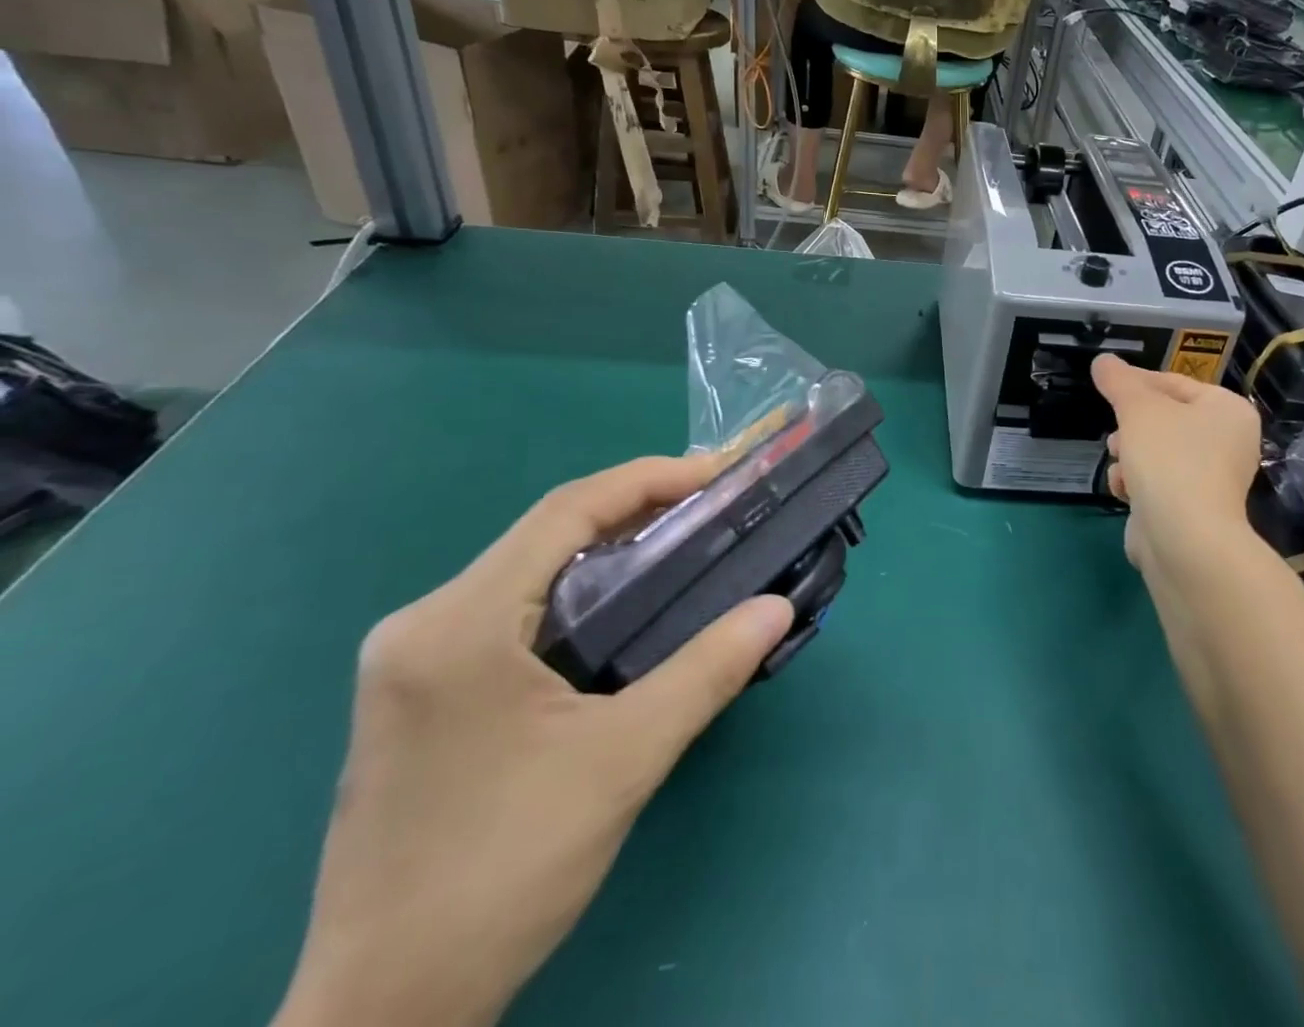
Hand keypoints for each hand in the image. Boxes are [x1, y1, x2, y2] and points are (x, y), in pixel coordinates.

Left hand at [274, 455, 795, 1026]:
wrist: (383, 1016)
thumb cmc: (502, 874)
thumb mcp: (622, 761)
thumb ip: (707, 671)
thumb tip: (777, 607)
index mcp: (458, 623)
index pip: (565, 510)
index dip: (649, 479)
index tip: (718, 474)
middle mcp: (423, 623)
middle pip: (545, 535)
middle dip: (636, 512)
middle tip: (712, 509)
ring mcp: (411, 660)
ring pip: (529, 571)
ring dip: (608, 553)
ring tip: (683, 548)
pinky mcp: (419, 694)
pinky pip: (512, 611)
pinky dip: (576, 594)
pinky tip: (623, 613)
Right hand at [1092, 354, 1264, 582]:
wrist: (1184, 539)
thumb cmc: (1168, 458)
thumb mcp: (1138, 408)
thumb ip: (1118, 381)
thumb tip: (1103, 360)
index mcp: (1228, 410)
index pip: (1175, 383)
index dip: (1137, 382)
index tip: (1106, 386)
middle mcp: (1228, 442)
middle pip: (1166, 419)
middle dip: (1132, 426)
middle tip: (1115, 430)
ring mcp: (1213, 479)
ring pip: (1157, 452)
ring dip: (1130, 455)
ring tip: (1118, 462)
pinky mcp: (1194, 509)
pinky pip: (1158, 483)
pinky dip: (1138, 484)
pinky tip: (1124, 490)